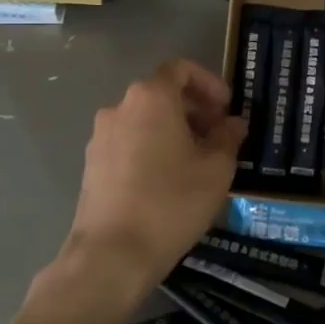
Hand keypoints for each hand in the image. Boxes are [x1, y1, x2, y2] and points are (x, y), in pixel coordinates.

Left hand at [63, 58, 245, 293]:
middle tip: (218, 137)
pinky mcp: (92, 164)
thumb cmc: (171, 202)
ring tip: (196, 162)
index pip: (181, 69)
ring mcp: (101, 136)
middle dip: (194, 109)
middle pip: (161, 93)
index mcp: (151, 98)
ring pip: (144, 119)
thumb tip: (233, 124)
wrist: (112, 254)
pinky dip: (151, 148)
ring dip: (172, 130)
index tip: (226, 109)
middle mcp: (120, 107)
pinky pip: (129, 142)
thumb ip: (228, 137)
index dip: (209, 83)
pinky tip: (167, 182)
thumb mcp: (216, 169)